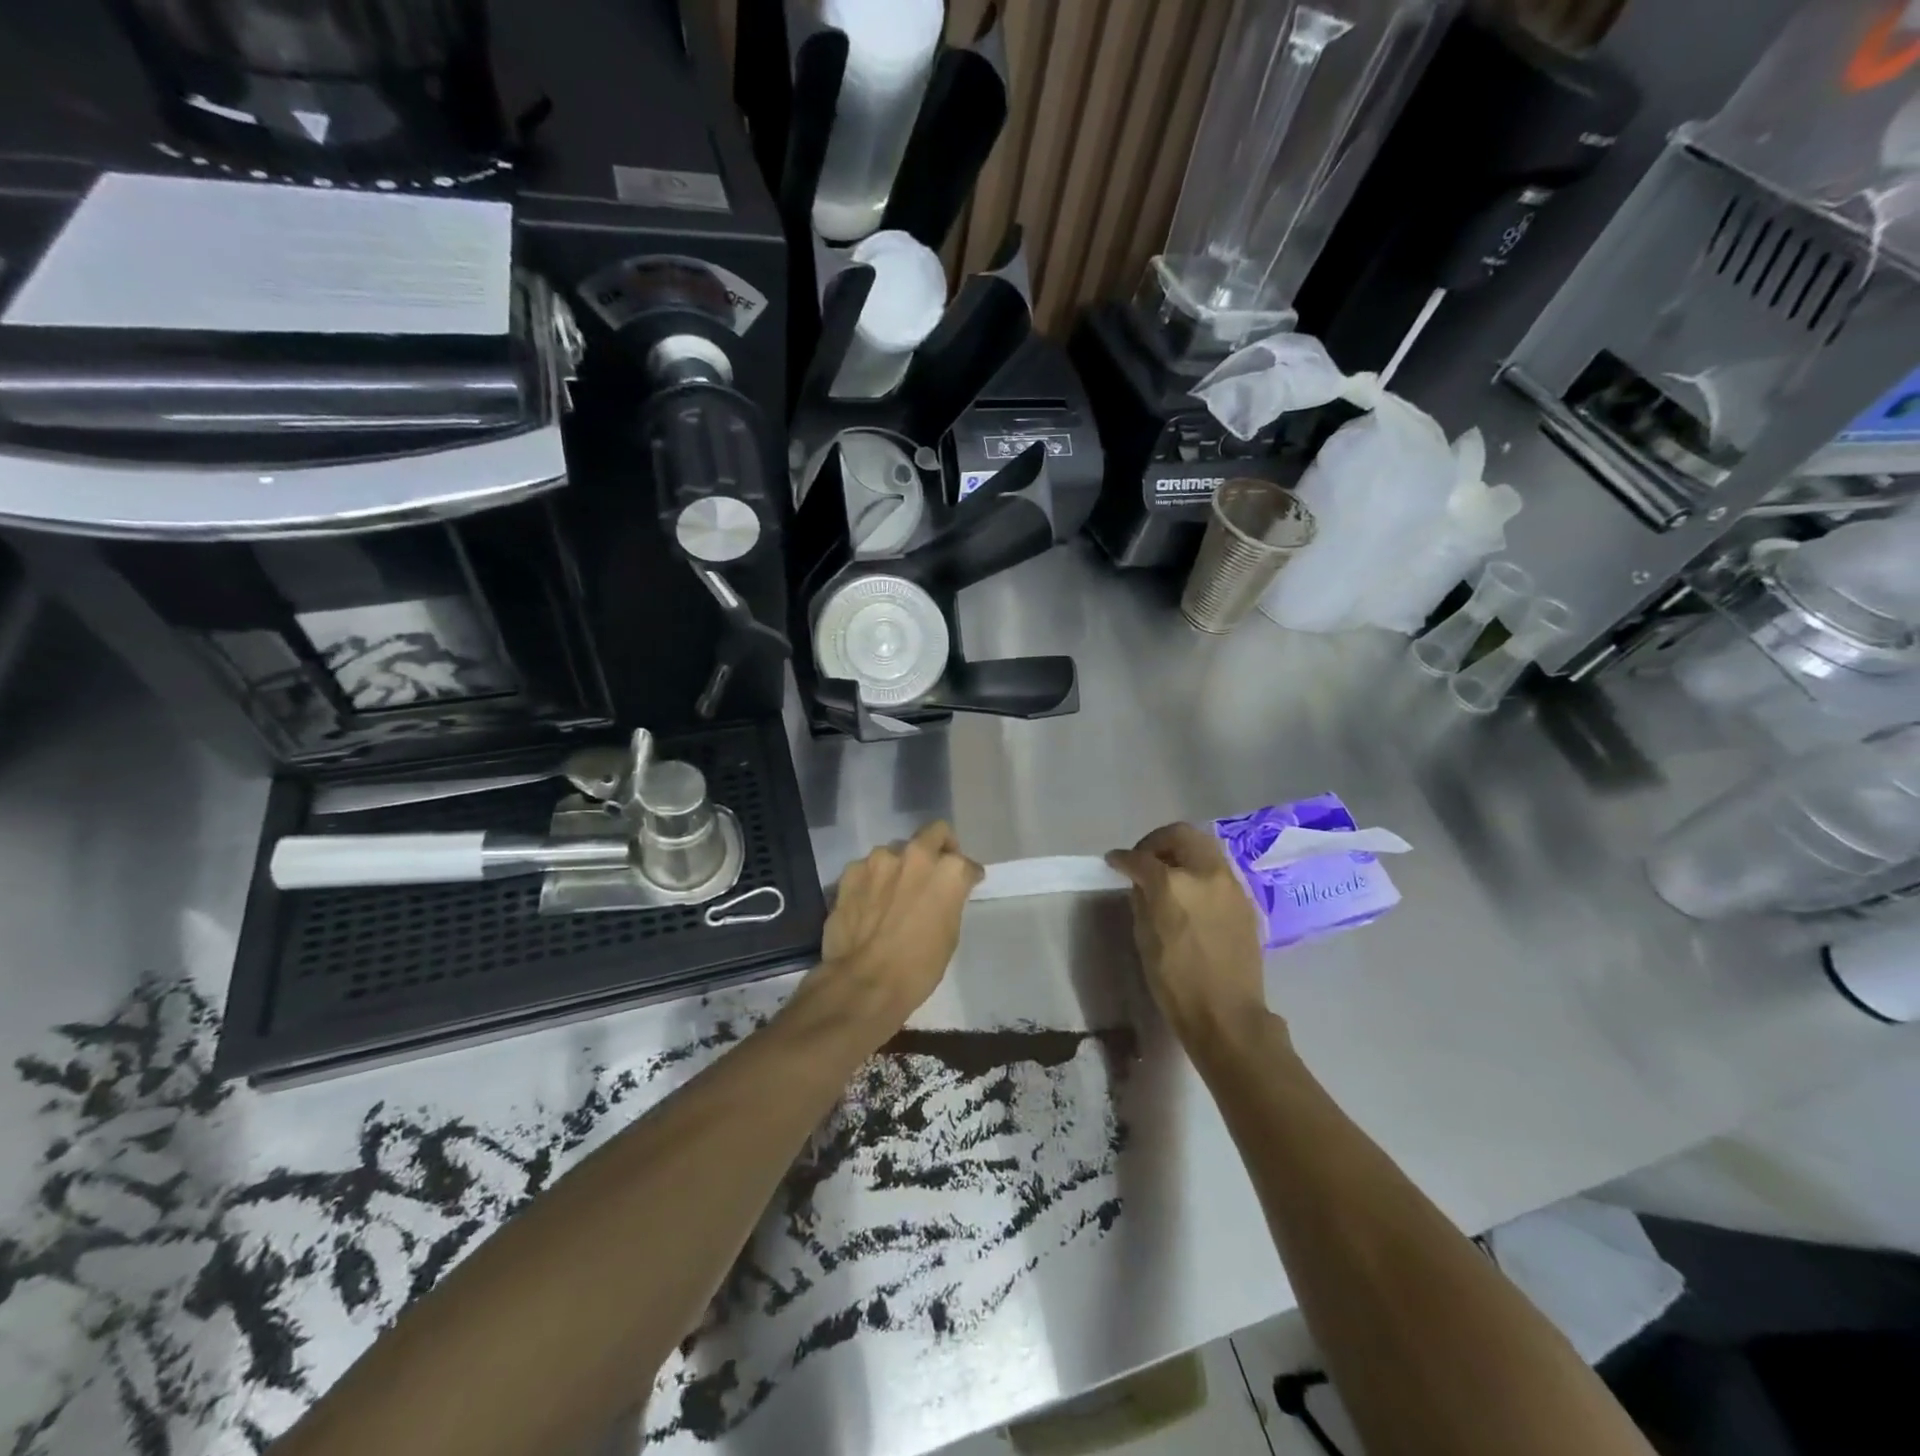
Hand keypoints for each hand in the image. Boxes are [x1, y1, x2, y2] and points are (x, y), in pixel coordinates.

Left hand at [804, 821, 983, 1042]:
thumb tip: (943, 893)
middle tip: (933, 873)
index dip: (967, 875)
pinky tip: (868, 903)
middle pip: (934, 834)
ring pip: (896, 852)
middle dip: (938, 848)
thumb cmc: (918, 967)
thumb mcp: (950, 934)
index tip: (965, 885)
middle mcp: (916, 855)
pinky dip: (872, 880)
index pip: (966, 863)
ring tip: (893, 893)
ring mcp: (880, 859)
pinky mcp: (851, 870)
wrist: (864, 982)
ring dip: (900, 867)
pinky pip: (868, 868)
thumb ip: (949, 899)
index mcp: (949, 871)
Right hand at [1107, 823, 1269, 1047]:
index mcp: (1173, 884)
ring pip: (1204, 846)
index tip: (1114, 862)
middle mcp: (1205, 874)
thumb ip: (1142, 900)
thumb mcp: (1145, 938)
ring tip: (1168, 872)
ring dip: (1182, 851)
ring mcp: (1230, 884)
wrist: (1227, 1015)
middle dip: (1157, 842)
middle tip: (1144, 859)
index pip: (1141, 858)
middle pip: (1181, 835)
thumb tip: (1141, 881)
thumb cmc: (1176, 982)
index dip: (1122, 858)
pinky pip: (1218, 869)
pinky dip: (1200, 869)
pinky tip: (1191, 892)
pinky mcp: (1245, 900)